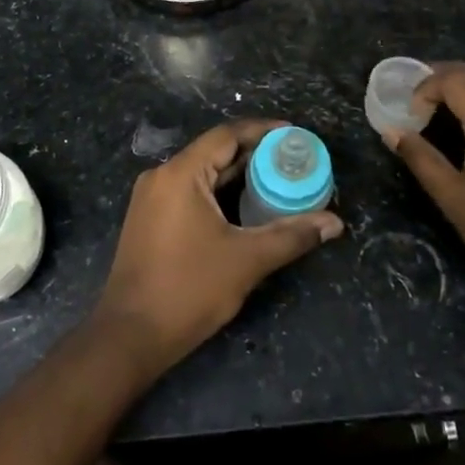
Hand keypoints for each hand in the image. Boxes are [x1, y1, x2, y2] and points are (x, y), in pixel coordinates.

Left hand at [93, 120, 343, 375]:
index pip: (226, 135)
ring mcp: (151, 198)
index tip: (294, 134)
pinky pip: (189, 191)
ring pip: (201, 173)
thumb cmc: (188, 290)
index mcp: (180, 174)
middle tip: (293, 162)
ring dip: (236, 176)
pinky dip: (218, 193)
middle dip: (254, 155)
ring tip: (277, 182)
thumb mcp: (246, 261)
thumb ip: (291, 236)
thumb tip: (334, 223)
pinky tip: (244, 207)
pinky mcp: (149, 218)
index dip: (262, 130)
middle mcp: (161, 176)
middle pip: (214, 152)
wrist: (130, 334)